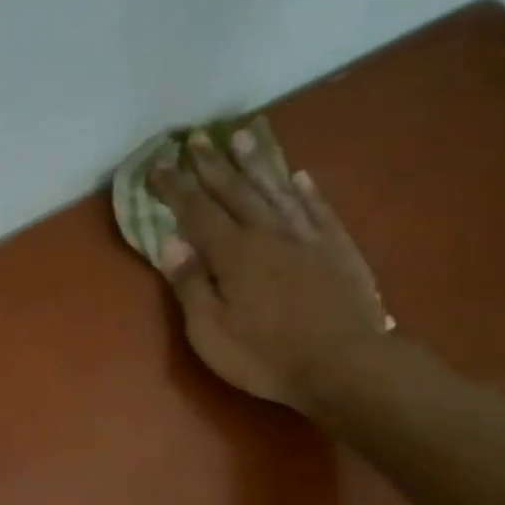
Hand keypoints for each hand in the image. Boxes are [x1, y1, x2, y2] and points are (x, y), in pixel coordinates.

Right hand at [148, 129, 390, 411]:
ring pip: (277, 191)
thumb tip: (170, 242)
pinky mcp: (338, 250)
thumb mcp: (211, 332)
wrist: (346, 366)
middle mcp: (269, 234)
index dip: (175, 187)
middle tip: (196, 138)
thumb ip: (191, 284)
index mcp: (234, 254)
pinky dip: (307, 192)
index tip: (157, 165)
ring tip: (243, 138)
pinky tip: (299, 177)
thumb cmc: (266, 356)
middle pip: (236, 191)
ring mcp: (308, 238)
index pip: (196, 211)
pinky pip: (319, 210)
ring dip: (257, 165)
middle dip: (213, 165)